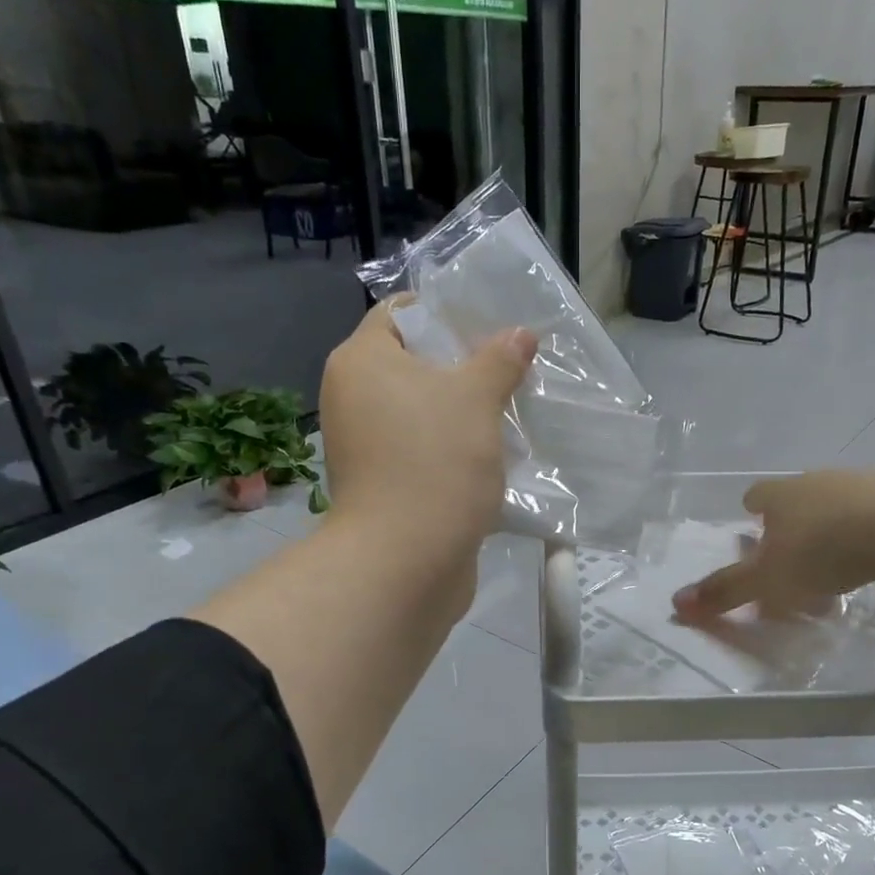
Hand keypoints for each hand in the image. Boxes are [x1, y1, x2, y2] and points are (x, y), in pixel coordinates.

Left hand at [320, 299, 534, 567]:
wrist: (405, 560)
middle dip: (463, 365)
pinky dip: (453, 447)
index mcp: (361, 362)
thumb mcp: (476, 399)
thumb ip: (500, 360)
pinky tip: (495, 452)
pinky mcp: (384, 483)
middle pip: (412, 364)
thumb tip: (521, 334)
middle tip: (510, 367)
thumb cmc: (435, 461)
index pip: (399, 313)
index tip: (489, 325)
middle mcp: (353, 398)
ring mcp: (366, 445)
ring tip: (511, 409)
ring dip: (463, 410)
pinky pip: (422, 449)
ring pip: (421, 411)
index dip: (444, 313)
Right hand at [671, 471, 874, 622]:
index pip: (759, 495)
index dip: (752, 512)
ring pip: (838, 512)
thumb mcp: (768, 579)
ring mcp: (867, 488)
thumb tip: (675, 604)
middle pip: (798, 502)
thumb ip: (726, 591)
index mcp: (784, 494)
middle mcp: (821, 483)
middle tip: (790, 565)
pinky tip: (874, 569)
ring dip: (831, 538)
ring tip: (832, 577)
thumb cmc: (826, 550)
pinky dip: (868, 543)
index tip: (753, 529)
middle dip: (792, 530)